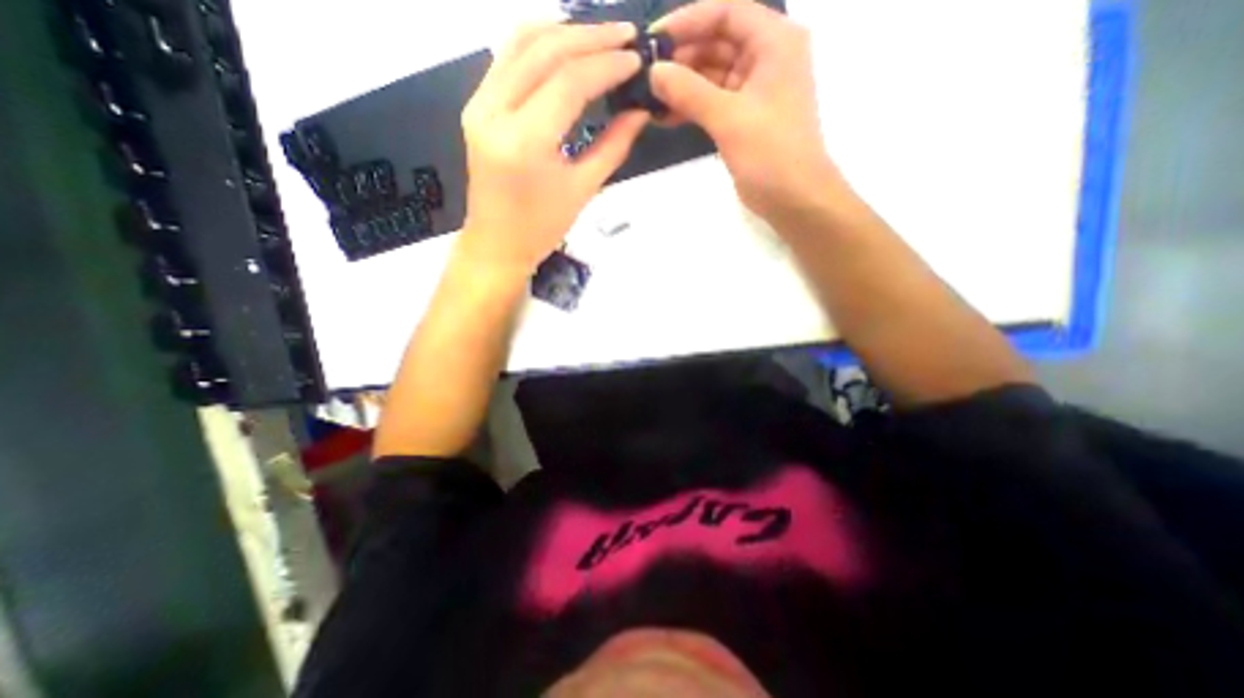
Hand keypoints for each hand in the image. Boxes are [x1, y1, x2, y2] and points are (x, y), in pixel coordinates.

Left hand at [455, 25, 652, 274]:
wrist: (497, 243)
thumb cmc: (541, 228)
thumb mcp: (583, 189)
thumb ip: (613, 146)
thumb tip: (639, 112)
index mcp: (524, 141)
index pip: (569, 82)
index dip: (607, 65)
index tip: (636, 60)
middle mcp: (494, 112)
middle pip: (544, 51)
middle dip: (590, 37)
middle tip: (626, 36)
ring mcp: (479, 104)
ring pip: (520, 43)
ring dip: (564, 32)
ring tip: (601, 37)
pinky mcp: (476, 106)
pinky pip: (507, 58)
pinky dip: (540, 45)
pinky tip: (566, 48)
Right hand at [652, 0, 844, 219]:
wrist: (793, 197)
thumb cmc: (770, 152)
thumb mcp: (729, 117)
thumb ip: (690, 91)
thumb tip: (654, 71)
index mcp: (774, 42)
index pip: (726, 12)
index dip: (688, 21)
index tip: (653, 40)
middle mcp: (766, 58)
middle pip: (717, 42)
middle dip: (682, 58)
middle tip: (646, 75)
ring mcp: (754, 91)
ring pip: (712, 75)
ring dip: (683, 85)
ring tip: (650, 98)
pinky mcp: (744, 118)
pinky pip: (713, 101)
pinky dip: (692, 106)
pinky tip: (666, 116)